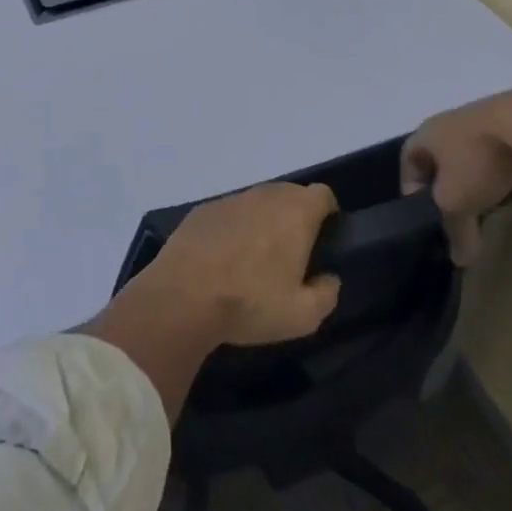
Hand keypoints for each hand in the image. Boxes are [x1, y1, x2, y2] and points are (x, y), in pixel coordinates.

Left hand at [140, 181, 342, 345]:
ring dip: (263, 221)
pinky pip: (230, 212)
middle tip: (291, 252)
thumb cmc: (250, 303)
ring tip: (255, 257)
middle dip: (295, 216)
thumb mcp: (303, 316)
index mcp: (295, 213)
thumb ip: (326, 294)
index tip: (323, 238)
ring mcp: (231, 199)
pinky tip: (223, 257)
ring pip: (258, 202)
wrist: (183, 295)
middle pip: (290, 194)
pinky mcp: (203, 209)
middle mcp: (265, 195)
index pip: (323, 194)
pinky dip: (234, 227)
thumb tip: (329, 278)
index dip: (327, 213)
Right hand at [401, 92, 511, 265]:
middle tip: (459, 208)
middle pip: (440, 154)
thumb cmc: (478, 159)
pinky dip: (504, 165)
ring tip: (491, 197)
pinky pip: (501, 147)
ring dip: (477, 172)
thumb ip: (455, 231)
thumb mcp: (458, 203)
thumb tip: (460, 260)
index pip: (407, 159)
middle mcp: (449, 120)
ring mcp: (484, 115)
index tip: (426, 213)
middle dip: (447, 181)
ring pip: (472, 149)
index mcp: (426, 133)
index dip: (412, 187)